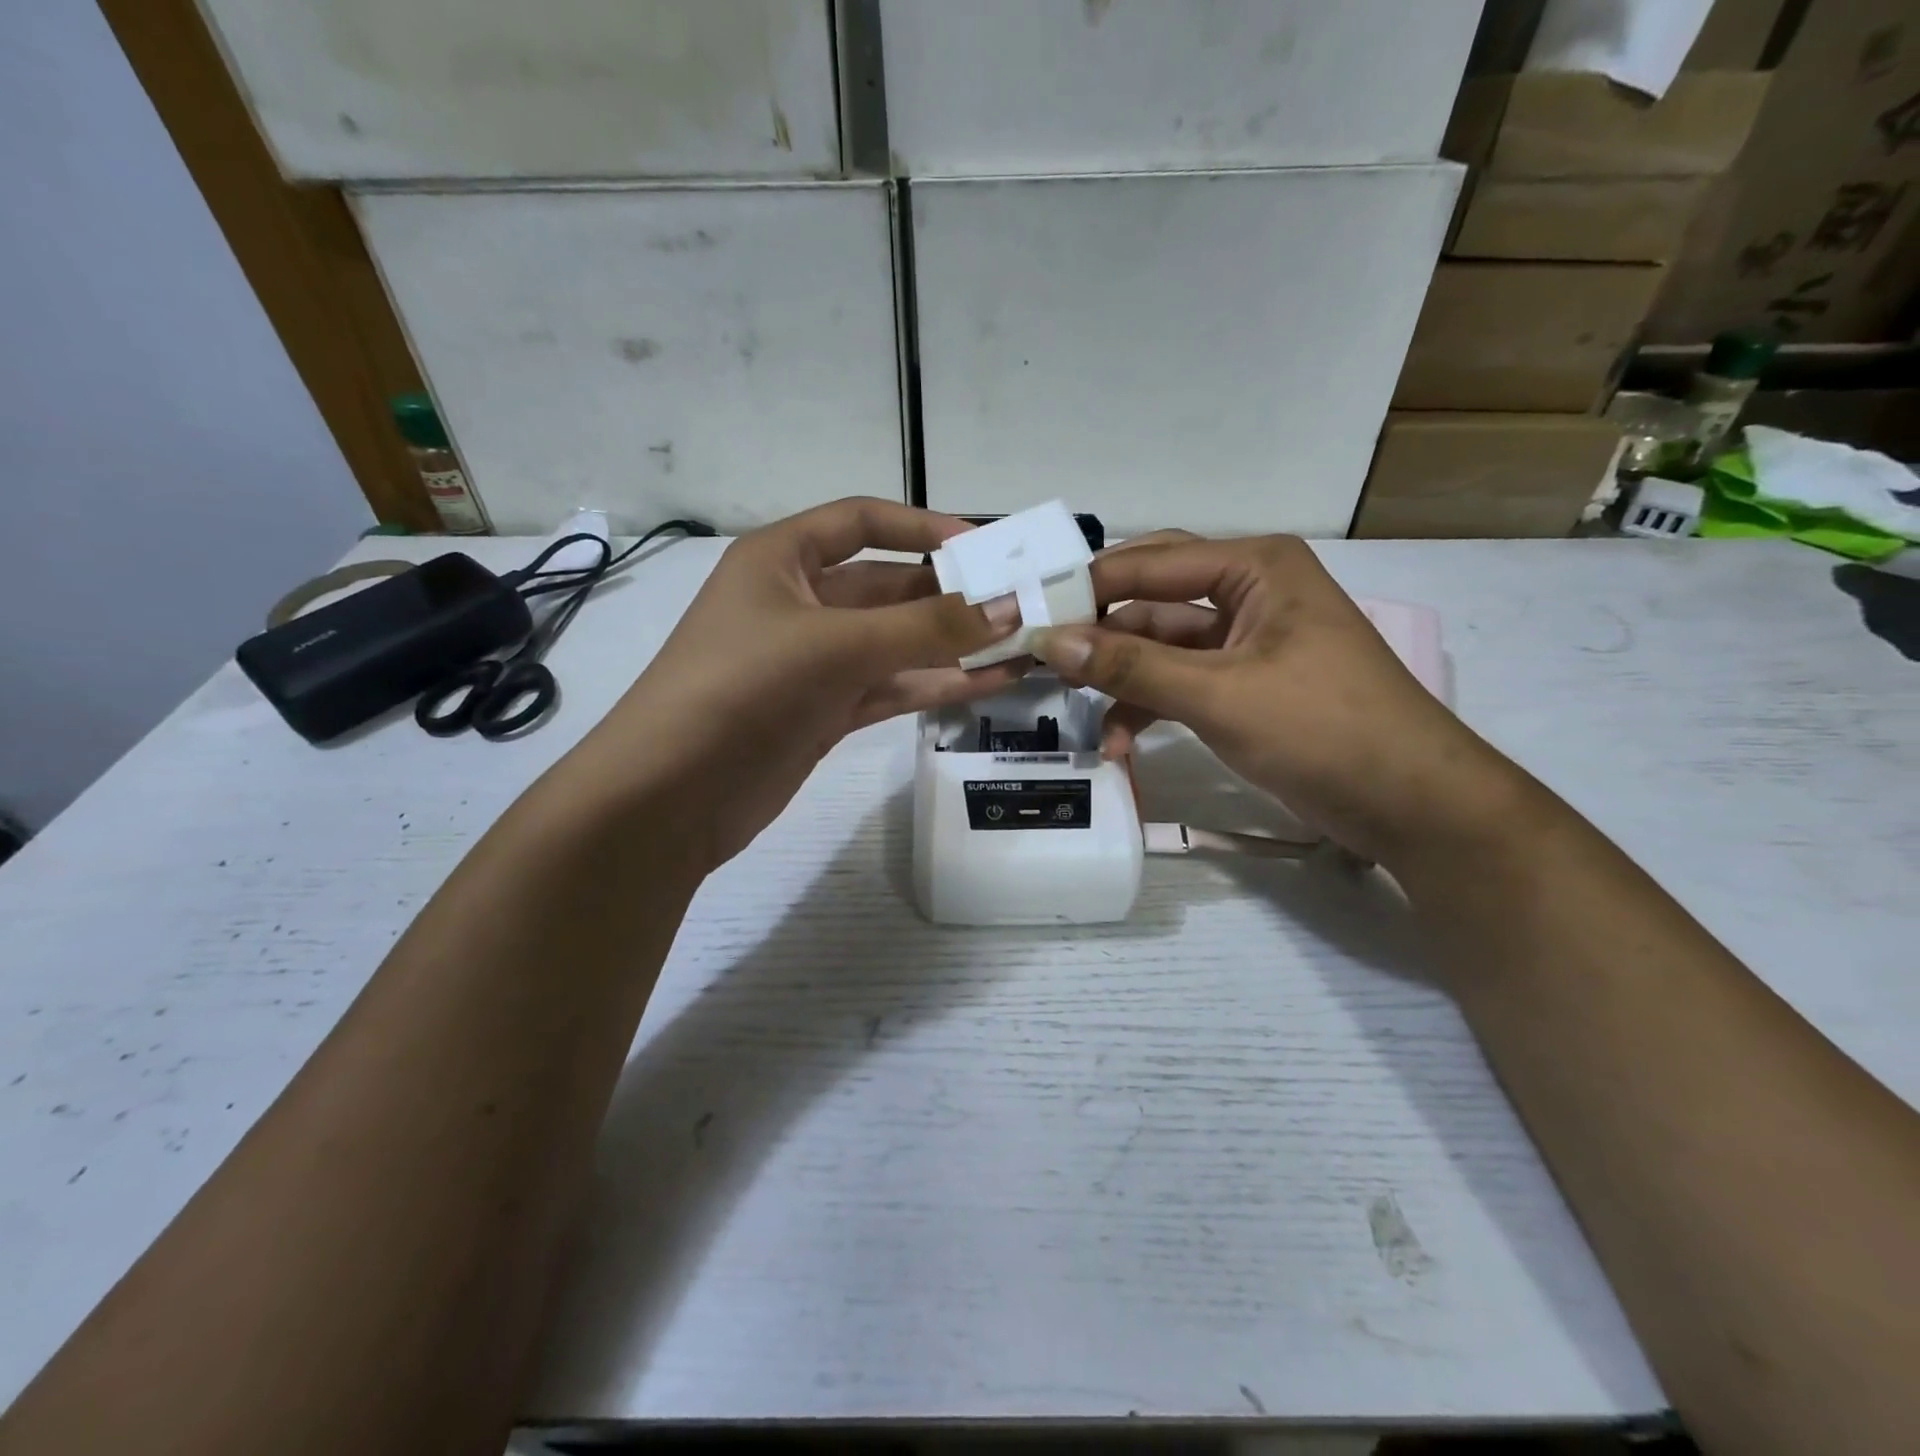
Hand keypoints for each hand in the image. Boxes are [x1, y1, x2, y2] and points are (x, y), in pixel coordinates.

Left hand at [569, 499, 1021, 870]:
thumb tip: (1010, 609)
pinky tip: (989, 684)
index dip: (921, 526)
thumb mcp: (836, 645)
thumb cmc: (742, 689)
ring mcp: (814, 662)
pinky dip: (935, 685)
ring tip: (1022, 645)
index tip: (982, 546)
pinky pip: (891, 687)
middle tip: (1021, 603)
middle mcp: (799, 602)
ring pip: (896, 643)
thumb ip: (926, 627)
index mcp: (782, 559)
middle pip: (887, 587)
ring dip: (953, 645)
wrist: (671, 796)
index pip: (860, 522)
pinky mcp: (825, 711)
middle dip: (950, 594)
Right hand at [1028, 533, 1520, 867]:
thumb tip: (1047, 639)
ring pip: (1160, 648)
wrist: (1411, 804)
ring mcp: (1246, 642)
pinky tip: (1120, 743)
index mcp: (1254, 567)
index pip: (1149, 562)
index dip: (1086, 588)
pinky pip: (1180, 683)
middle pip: (1151, 602)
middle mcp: (1248, 592)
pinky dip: (1149, 708)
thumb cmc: (1322, 729)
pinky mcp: (1245, 686)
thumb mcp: (1219, 693)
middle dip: (1100, 635)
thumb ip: (1130, 664)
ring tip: (1077, 712)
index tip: (1028, 615)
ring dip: (1121, 681)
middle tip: (1040, 660)